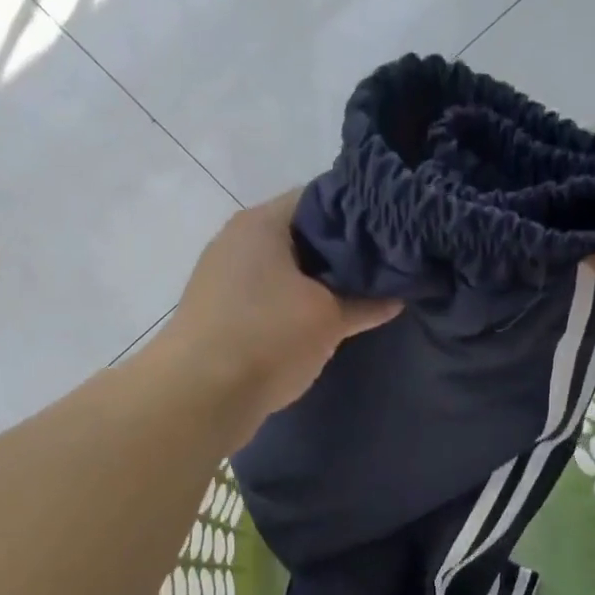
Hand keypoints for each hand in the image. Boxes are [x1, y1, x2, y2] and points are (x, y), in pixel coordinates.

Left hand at [152, 190, 400, 441]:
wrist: (199, 396)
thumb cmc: (268, 339)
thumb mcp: (328, 320)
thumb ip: (364, 303)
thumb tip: (395, 297)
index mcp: (262, 222)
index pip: (321, 198)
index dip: (360, 215)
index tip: (390, 238)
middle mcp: (237, 239)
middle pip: (300, 235)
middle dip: (339, 254)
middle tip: (379, 273)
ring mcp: (222, 277)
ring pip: (282, 269)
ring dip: (315, 284)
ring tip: (355, 300)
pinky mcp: (217, 312)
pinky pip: (265, 297)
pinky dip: (290, 305)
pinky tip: (316, 326)